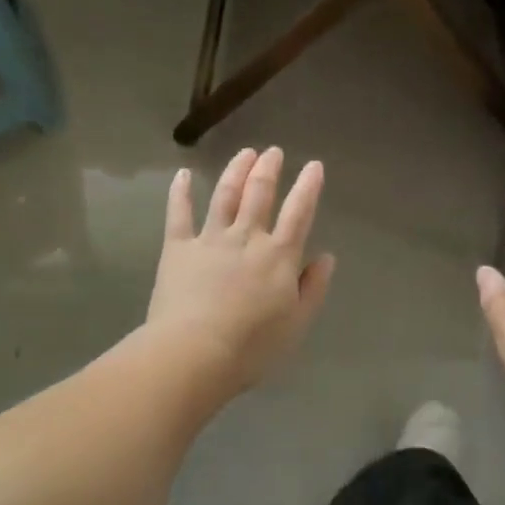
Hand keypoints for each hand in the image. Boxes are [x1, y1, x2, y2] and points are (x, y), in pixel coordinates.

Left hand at [146, 147, 334, 396]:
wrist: (194, 352)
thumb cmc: (252, 346)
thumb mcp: (296, 323)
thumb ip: (313, 287)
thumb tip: (326, 257)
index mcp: (278, 255)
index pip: (298, 212)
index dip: (308, 186)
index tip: (314, 165)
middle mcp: (247, 237)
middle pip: (259, 194)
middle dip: (268, 169)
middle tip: (273, 151)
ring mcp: (210, 239)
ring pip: (225, 195)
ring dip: (236, 170)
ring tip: (245, 153)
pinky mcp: (178, 248)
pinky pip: (179, 214)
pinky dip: (181, 192)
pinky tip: (183, 174)